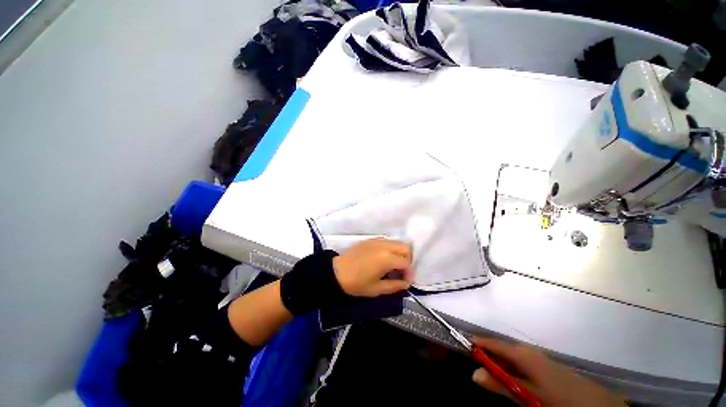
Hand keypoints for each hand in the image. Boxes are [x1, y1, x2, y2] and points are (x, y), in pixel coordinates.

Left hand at [333, 238, 412, 296]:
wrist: (336, 272)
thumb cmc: (356, 283)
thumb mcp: (377, 289)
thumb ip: (395, 286)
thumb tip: (406, 283)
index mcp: (386, 258)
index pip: (406, 263)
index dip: (409, 273)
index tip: (406, 281)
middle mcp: (384, 246)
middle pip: (405, 247)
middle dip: (407, 259)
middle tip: (401, 271)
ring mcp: (377, 240)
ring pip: (397, 242)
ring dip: (399, 252)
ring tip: (393, 265)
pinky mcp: (370, 239)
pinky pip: (387, 241)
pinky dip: (391, 248)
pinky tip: (384, 258)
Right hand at [471, 337, 626, 406]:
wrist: (596, 404)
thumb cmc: (558, 399)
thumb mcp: (527, 396)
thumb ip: (501, 384)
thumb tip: (474, 373)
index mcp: (523, 354)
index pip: (494, 343)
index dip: (479, 343)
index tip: (465, 343)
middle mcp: (530, 351)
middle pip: (503, 348)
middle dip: (489, 353)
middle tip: (476, 360)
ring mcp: (541, 357)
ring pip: (513, 355)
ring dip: (501, 360)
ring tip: (491, 368)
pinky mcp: (549, 365)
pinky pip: (524, 361)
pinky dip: (513, 365)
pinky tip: (514, 375)